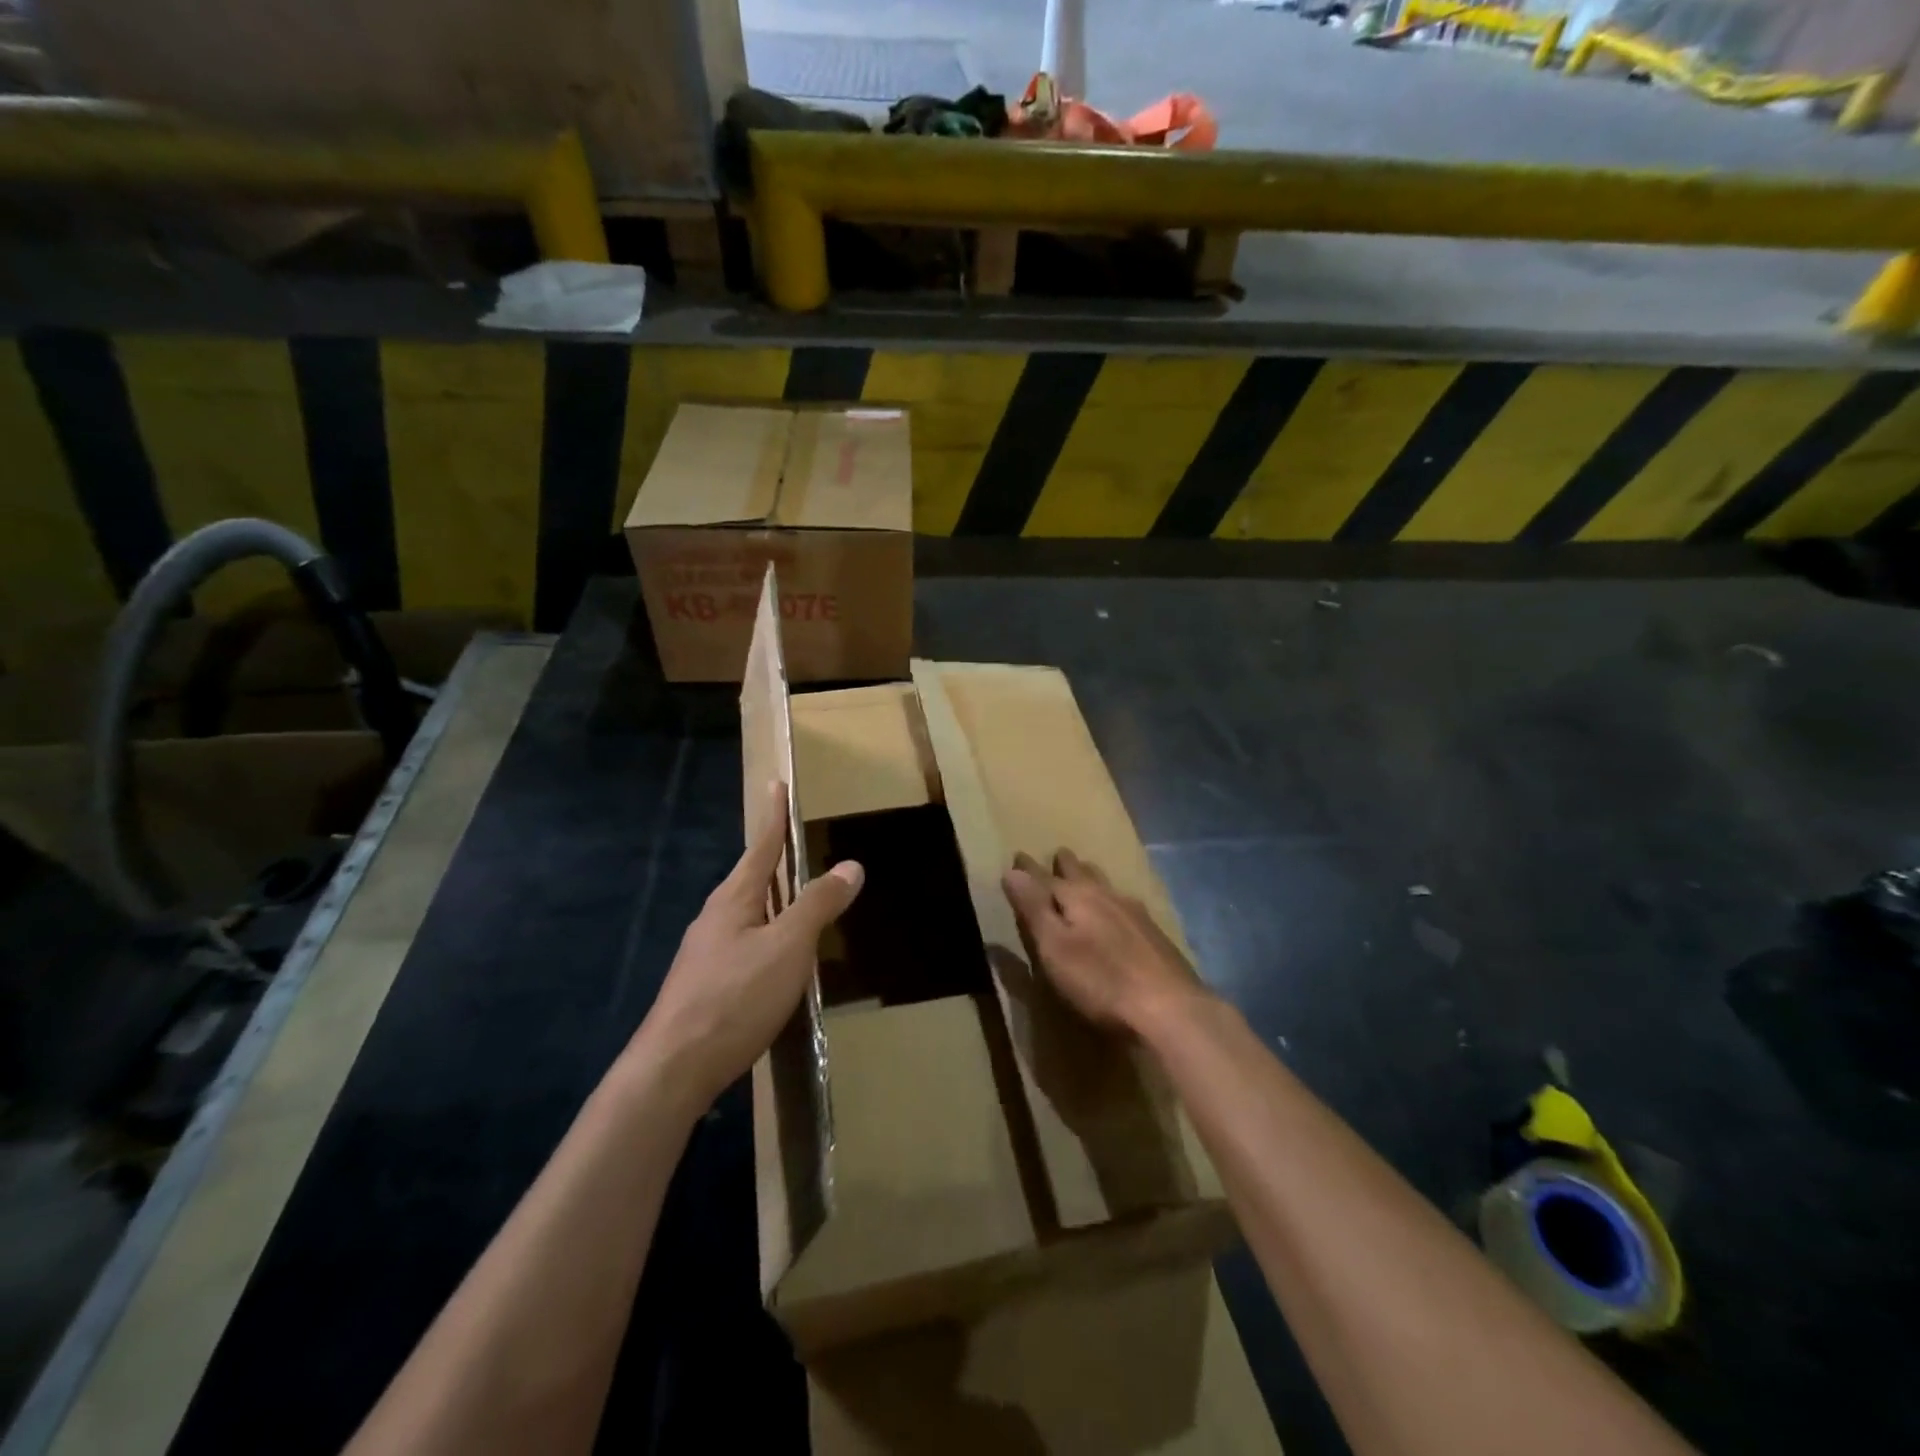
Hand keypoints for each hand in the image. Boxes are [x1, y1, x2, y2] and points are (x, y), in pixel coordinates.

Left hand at [635, 783, 862, 1108]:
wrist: (674, 1069)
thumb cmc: (735, 996)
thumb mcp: (788, 947)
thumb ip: (818, 904)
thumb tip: (850, 864)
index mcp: (734, 900)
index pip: (761, 847)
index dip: (774, 816)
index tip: (776, 784)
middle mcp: (715, 919)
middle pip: (749, 878)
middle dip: (772, 858)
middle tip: (794, 843)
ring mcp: (706, 954)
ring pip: (746, 914)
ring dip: (771, 900)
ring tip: (795, 898)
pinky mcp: (705, 986)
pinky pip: (743, 945)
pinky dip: (766, 935)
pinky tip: (777, 958)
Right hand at [1001, 848, 1205, 1035]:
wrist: (1171, 1010)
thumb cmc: (1101, 980)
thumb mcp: (1054, 947)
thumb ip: (1034, 908)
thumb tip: (1012, 870)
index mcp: (1078, 897)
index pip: (1045, 877)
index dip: (1028, 869)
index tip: (1018, 855)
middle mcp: (1107, 896)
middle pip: (1082, 874)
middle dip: (1066, 865)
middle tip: (1058, 854)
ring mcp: (1136, 914)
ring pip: (1107, 885)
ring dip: (1091, 877)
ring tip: (1086, 872)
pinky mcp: (1155, 936)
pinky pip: (1125, 904)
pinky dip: (1112, 898)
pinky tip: (1119, 909)